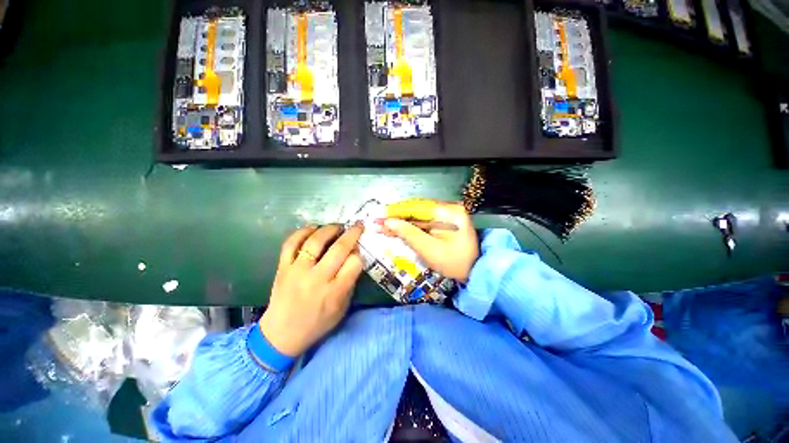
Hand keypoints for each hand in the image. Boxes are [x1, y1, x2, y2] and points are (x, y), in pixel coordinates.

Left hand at [259, 223, 363, 356]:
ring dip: (329, 229)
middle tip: (357, 225)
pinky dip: (303, 232)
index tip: (358, 251)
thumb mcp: (342, 307)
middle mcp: (317, 279)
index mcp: (335, 291)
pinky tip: (313, 228)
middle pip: (339, 248)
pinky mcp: (283, 267)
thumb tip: (354, 256)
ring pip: (315, 241)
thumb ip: (350, 281)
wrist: (281, 334)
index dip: (359, 253)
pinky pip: (291, 243)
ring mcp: (298, 271)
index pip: (354, 262)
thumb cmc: (318, 323)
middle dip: (352, 233)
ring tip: (337, 226)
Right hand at [383, 200, 478, 281]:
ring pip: (419, 217)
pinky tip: (398, 230)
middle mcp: (449, 208)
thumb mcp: (429, 249)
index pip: (417, 207)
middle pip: (417, 211)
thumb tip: (388, 222)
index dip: (397, 212)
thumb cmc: (453, 262)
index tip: (380, 217)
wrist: (474, 273)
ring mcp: (447, 215)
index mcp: (449, 211)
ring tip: (384, 228)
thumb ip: (408, 233)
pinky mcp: (445, 223)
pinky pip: (424, 223)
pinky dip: (411, 228)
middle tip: (379, 224)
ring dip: (402, 223)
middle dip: (398, 219)